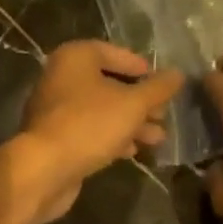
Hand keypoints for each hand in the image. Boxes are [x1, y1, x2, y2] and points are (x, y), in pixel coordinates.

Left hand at [14, 41, 183, 222]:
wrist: (44, 170)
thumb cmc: (90, 124)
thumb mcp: (132, 104)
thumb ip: (158, 88)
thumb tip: (178, 74)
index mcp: (76, 57)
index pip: (115, 53)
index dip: (142, 68)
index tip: (162, 84)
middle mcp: (62, 76)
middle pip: (109, 83)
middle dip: (140, 101)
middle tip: (164, 115)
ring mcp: (56, 108)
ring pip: (102, 109)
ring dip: (130, 122)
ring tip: (157, 138)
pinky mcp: (56, 136)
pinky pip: (90, 129)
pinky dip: (112, 136)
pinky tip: (133, 151)